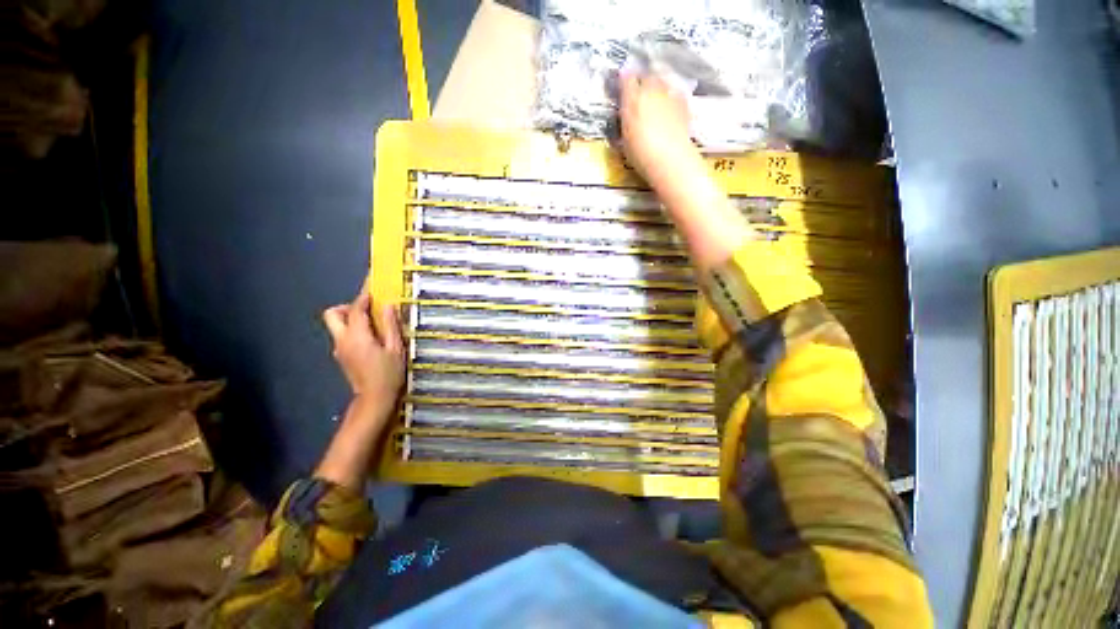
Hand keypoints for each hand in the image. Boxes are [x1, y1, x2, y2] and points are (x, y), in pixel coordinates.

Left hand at [322, 291, 404, 403]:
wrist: (374, 399)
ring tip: (374, 325)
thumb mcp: (396, 348)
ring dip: (351, 319)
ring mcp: (339, 349)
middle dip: (348, 307)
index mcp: (357, 336)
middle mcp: (342, 340)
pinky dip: (353, 331)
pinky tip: (372, 339)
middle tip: (367, 310)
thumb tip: (388, 305)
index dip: (364, 296)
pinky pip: (343, 336)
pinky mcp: (341, 357)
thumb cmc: (389, 373)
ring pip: (337, 325)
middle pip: (333, 314)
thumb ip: (391, 325)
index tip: (372, 287)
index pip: (356, 309)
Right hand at [619, 71, 700, 186]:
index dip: (624, 81)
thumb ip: (625, 120)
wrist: (670, 158)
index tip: (622, 86)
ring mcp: (669, 94)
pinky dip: (671, 96)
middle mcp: (652, 90)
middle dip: (642, 80)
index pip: (626, 79)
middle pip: (646, 75)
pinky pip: (675, 92)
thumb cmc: (641, 153)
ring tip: (655, 97)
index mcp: (633, 98)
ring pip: (662, 80)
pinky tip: (669, 106)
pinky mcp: (684, 103)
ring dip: (658, 85)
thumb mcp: (624, 139)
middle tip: (639, 91)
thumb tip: (625, 113)